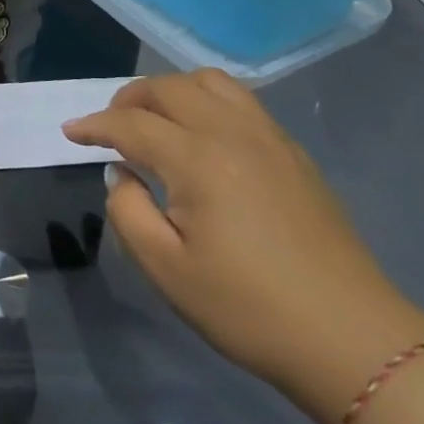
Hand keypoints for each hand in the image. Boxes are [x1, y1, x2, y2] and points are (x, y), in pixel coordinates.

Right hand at [63, 70, 423, 423]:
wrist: (352, 340)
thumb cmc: (248, 309)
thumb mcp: (166, 269)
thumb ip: (128, 211)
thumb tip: (124, 175)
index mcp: (197, 159)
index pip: (130, 123)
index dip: (94, 125)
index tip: (70, 133)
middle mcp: (232, 132)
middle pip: (168, 87)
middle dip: (128, 98)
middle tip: (109, 127)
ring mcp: (269, 138)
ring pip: (209, 82)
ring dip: (172, 92)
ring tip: (156, 122)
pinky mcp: (293, 154)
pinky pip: (240, 101)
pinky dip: (207, 103)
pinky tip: (202, 138)